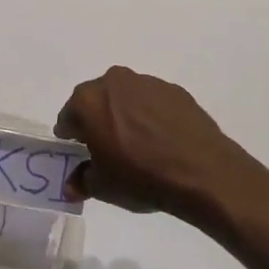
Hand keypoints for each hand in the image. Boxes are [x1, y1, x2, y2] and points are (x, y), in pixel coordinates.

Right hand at [53, 67, 268, 225]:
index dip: (71, 136)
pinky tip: (161, 140)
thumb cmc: (140, 176)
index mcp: (88, 100)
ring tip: (137, 144)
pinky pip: (152, 102)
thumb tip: (72, 186)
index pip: (68, 117)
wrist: (200, 171)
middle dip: (97, 120)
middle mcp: (114, 82)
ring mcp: (147, 82)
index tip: (80, 151)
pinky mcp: (175, 90)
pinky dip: (150, 115)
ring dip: (124, 114)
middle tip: (107, 146)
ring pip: (125, 97)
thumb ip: (81, 180)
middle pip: (96, 100)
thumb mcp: (103, 186)